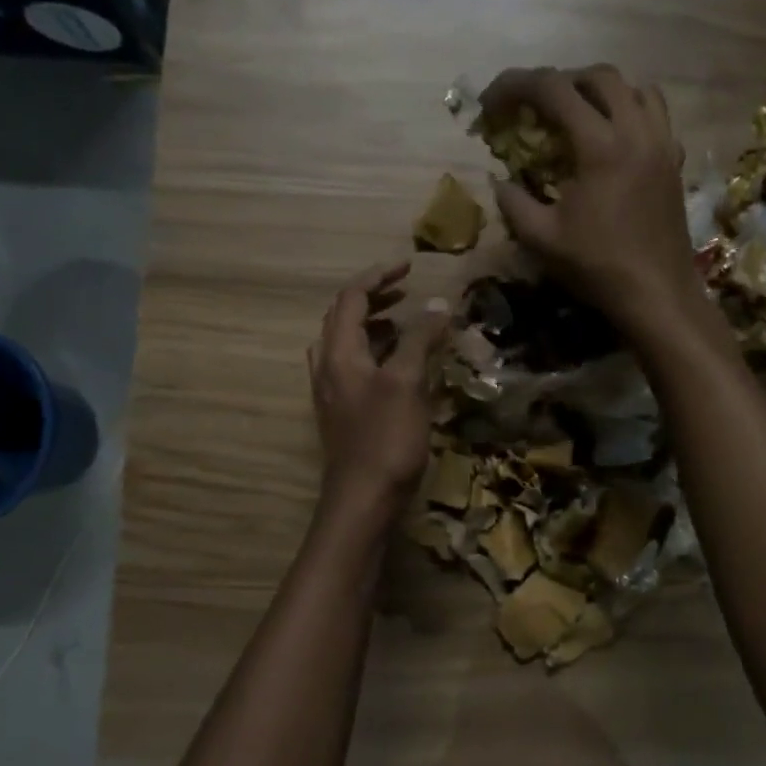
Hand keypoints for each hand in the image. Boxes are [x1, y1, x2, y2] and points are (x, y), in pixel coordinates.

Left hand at [308, 262, 448, 515]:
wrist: (363, 499)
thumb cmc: (385, 438)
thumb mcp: (407, 382)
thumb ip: (420, 339)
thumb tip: (437, 304)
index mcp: (339, 353)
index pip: (350, 299)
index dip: (378, 277)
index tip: (409, 266)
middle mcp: (328, 367)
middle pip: (342, 318)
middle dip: (372, 298)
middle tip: (405, 291)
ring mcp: (332, 393)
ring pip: (346, 344)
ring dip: (372, 325)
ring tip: (403, 322)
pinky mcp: (343, 413)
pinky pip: (354, 367)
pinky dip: (374, 352)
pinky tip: (398, 365)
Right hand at [484, 65, 704, 340]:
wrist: (656, 294)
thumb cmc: (598, 267)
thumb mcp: (541, 238)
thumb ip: (513, 202)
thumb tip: (500, 181)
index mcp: (600, 146)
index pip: (554, 89)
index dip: (516, 85)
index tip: (492, 102)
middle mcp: (636, 132)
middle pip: (599, 76)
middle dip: (560, 82)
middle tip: (535, 107)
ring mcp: (662, 145)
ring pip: (635, 89)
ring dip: (601, 91)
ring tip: (578, 114)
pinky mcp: (675, 162)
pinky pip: (657, 116)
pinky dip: (631, 113)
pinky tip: (614, 140)